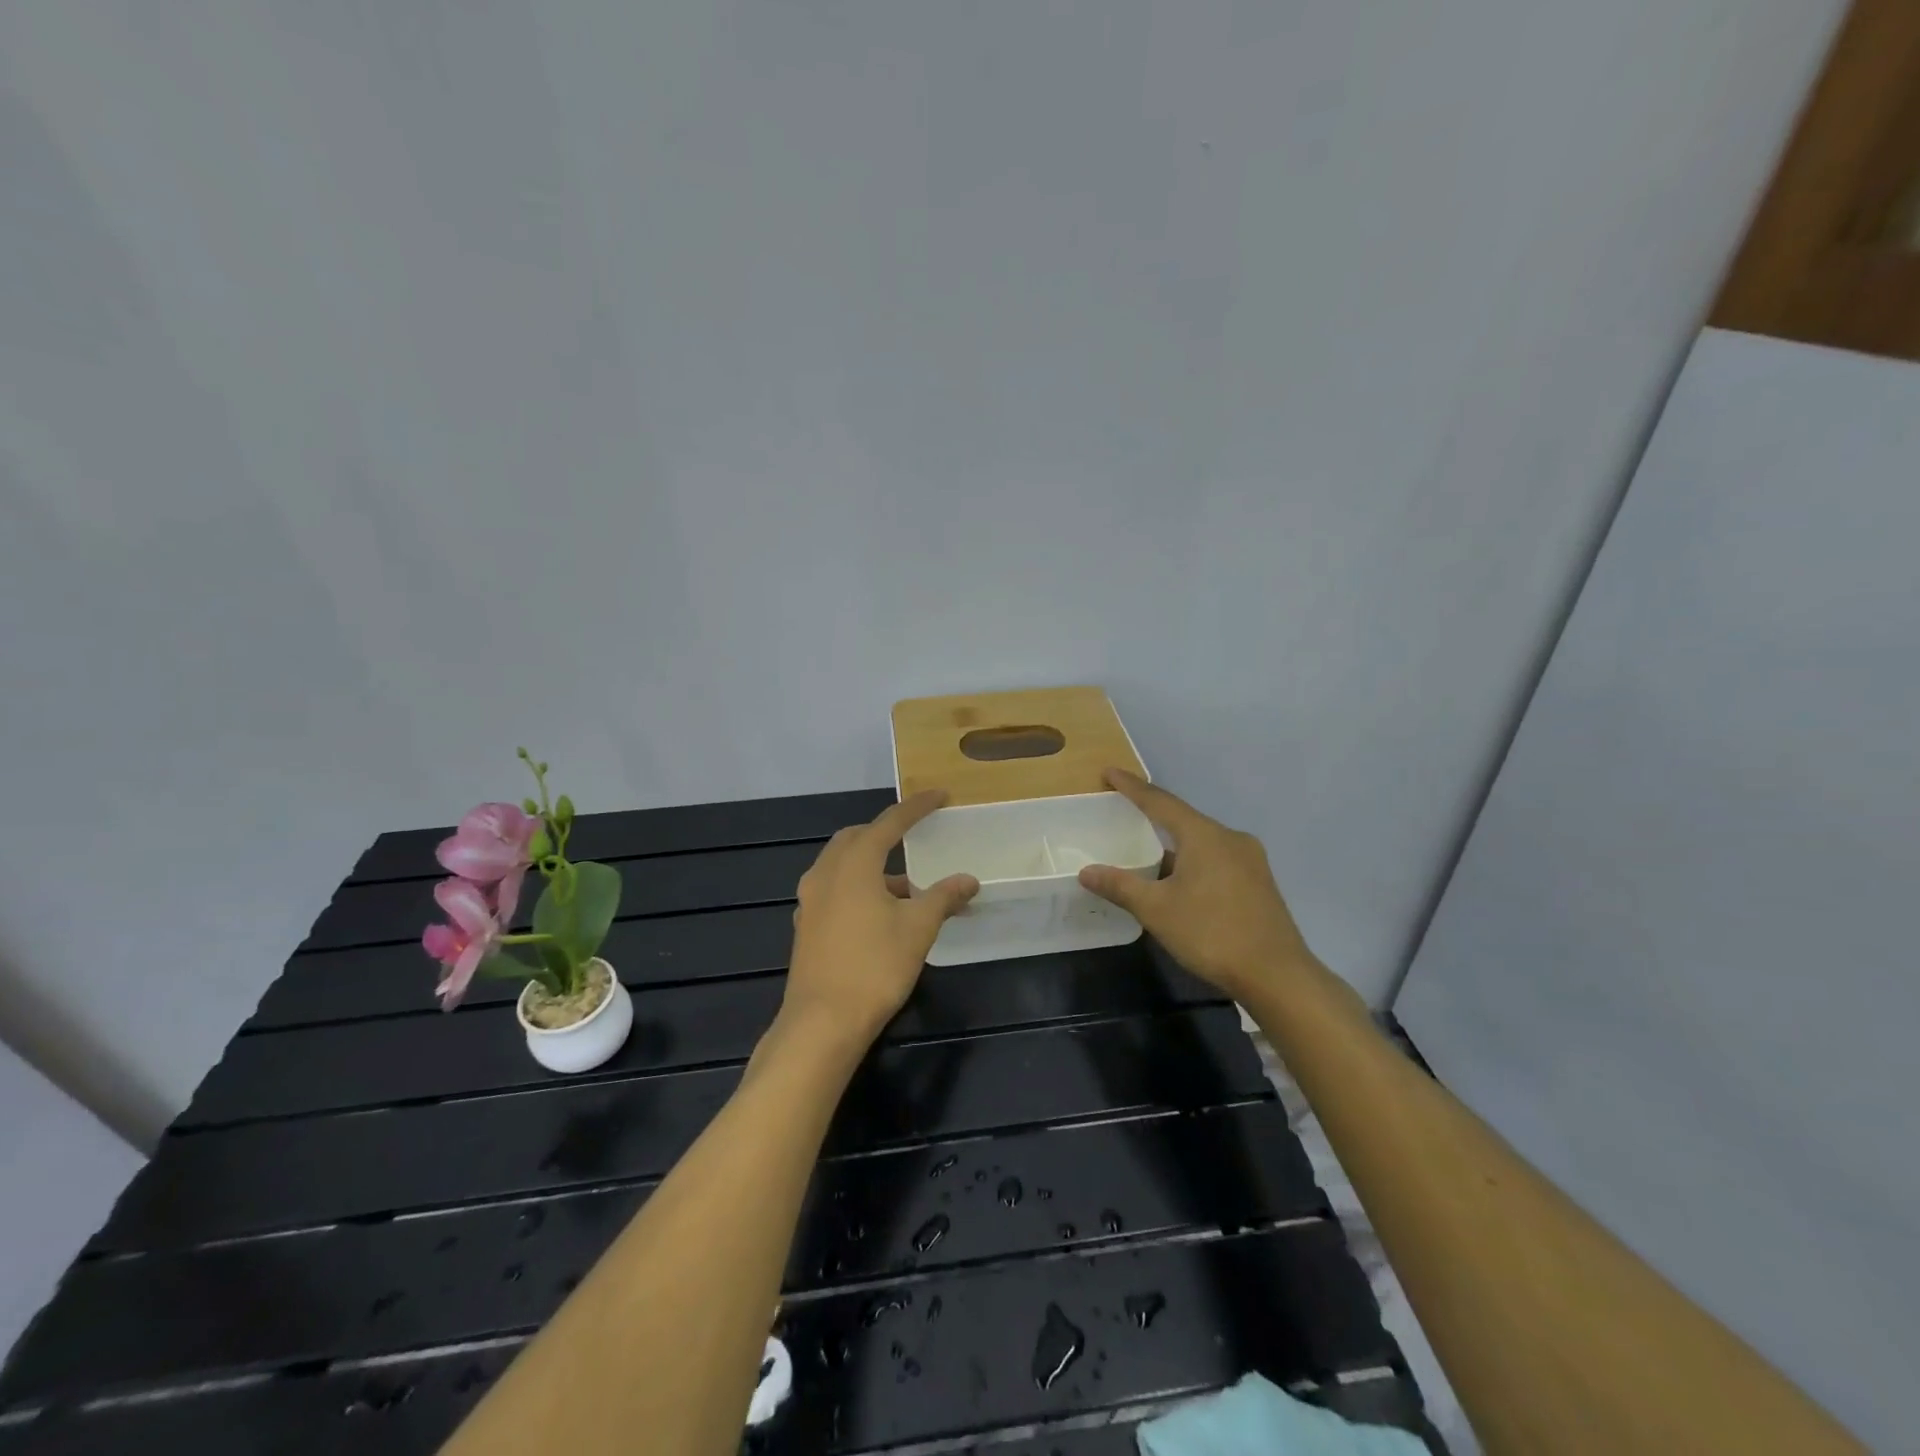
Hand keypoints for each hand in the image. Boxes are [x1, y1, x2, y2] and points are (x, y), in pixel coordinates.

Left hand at [784, 791, 979, 1045]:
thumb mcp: (918, 928)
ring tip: (907, 885)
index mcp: (854, 863)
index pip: (889, 822)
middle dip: (886, 832)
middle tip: (915, 835)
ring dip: (873, 863)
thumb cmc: (874, 966)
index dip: (916, 807)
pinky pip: (834, 888)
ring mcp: (810, 899)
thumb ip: (943, 897)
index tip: (939, 796)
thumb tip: (969, 879)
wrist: (822, 1022)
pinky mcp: (806, 924)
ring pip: (842, 864)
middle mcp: (826, 872)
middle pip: (857, 838)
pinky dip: (858, 885)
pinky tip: (879, 912)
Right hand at [1078, 769, 1315, 1000]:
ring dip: (1174, 844)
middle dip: (1154, 815)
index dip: (1132, 787)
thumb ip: (1120, 886)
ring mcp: (1250, 860)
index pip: (1160, 802)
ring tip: (1148, 851)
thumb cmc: (1212, 933)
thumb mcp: (1157, 910)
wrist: (1277, 975)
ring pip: (1202, 841)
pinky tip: (1180, 880)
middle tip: (1125, 811)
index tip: (1110, 773)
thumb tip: (1087, 872)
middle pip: (1184, 819)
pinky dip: (1193, 861)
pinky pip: (1217, 858)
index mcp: (1204, 835)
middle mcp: (1230, 838)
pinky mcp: (1259, 882)